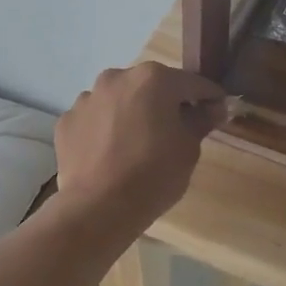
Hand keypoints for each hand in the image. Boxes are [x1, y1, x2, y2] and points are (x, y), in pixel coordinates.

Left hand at [55, 62, 225, 229]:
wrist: (98, 208)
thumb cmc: (154, 175)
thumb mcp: (189, 148)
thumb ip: (202, 120)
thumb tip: (215, 107)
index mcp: (153, 79)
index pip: (192, 82)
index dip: (209, 97)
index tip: (218, 110)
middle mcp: (117, 77)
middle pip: (151, 86)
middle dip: (165, 103)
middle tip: (176, 131)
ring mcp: (87, 98)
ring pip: (119, 100)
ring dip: (131, 113)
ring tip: (137, 145)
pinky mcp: (67, 120)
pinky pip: (95, 119)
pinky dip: (105, 130)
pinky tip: (110, 154)